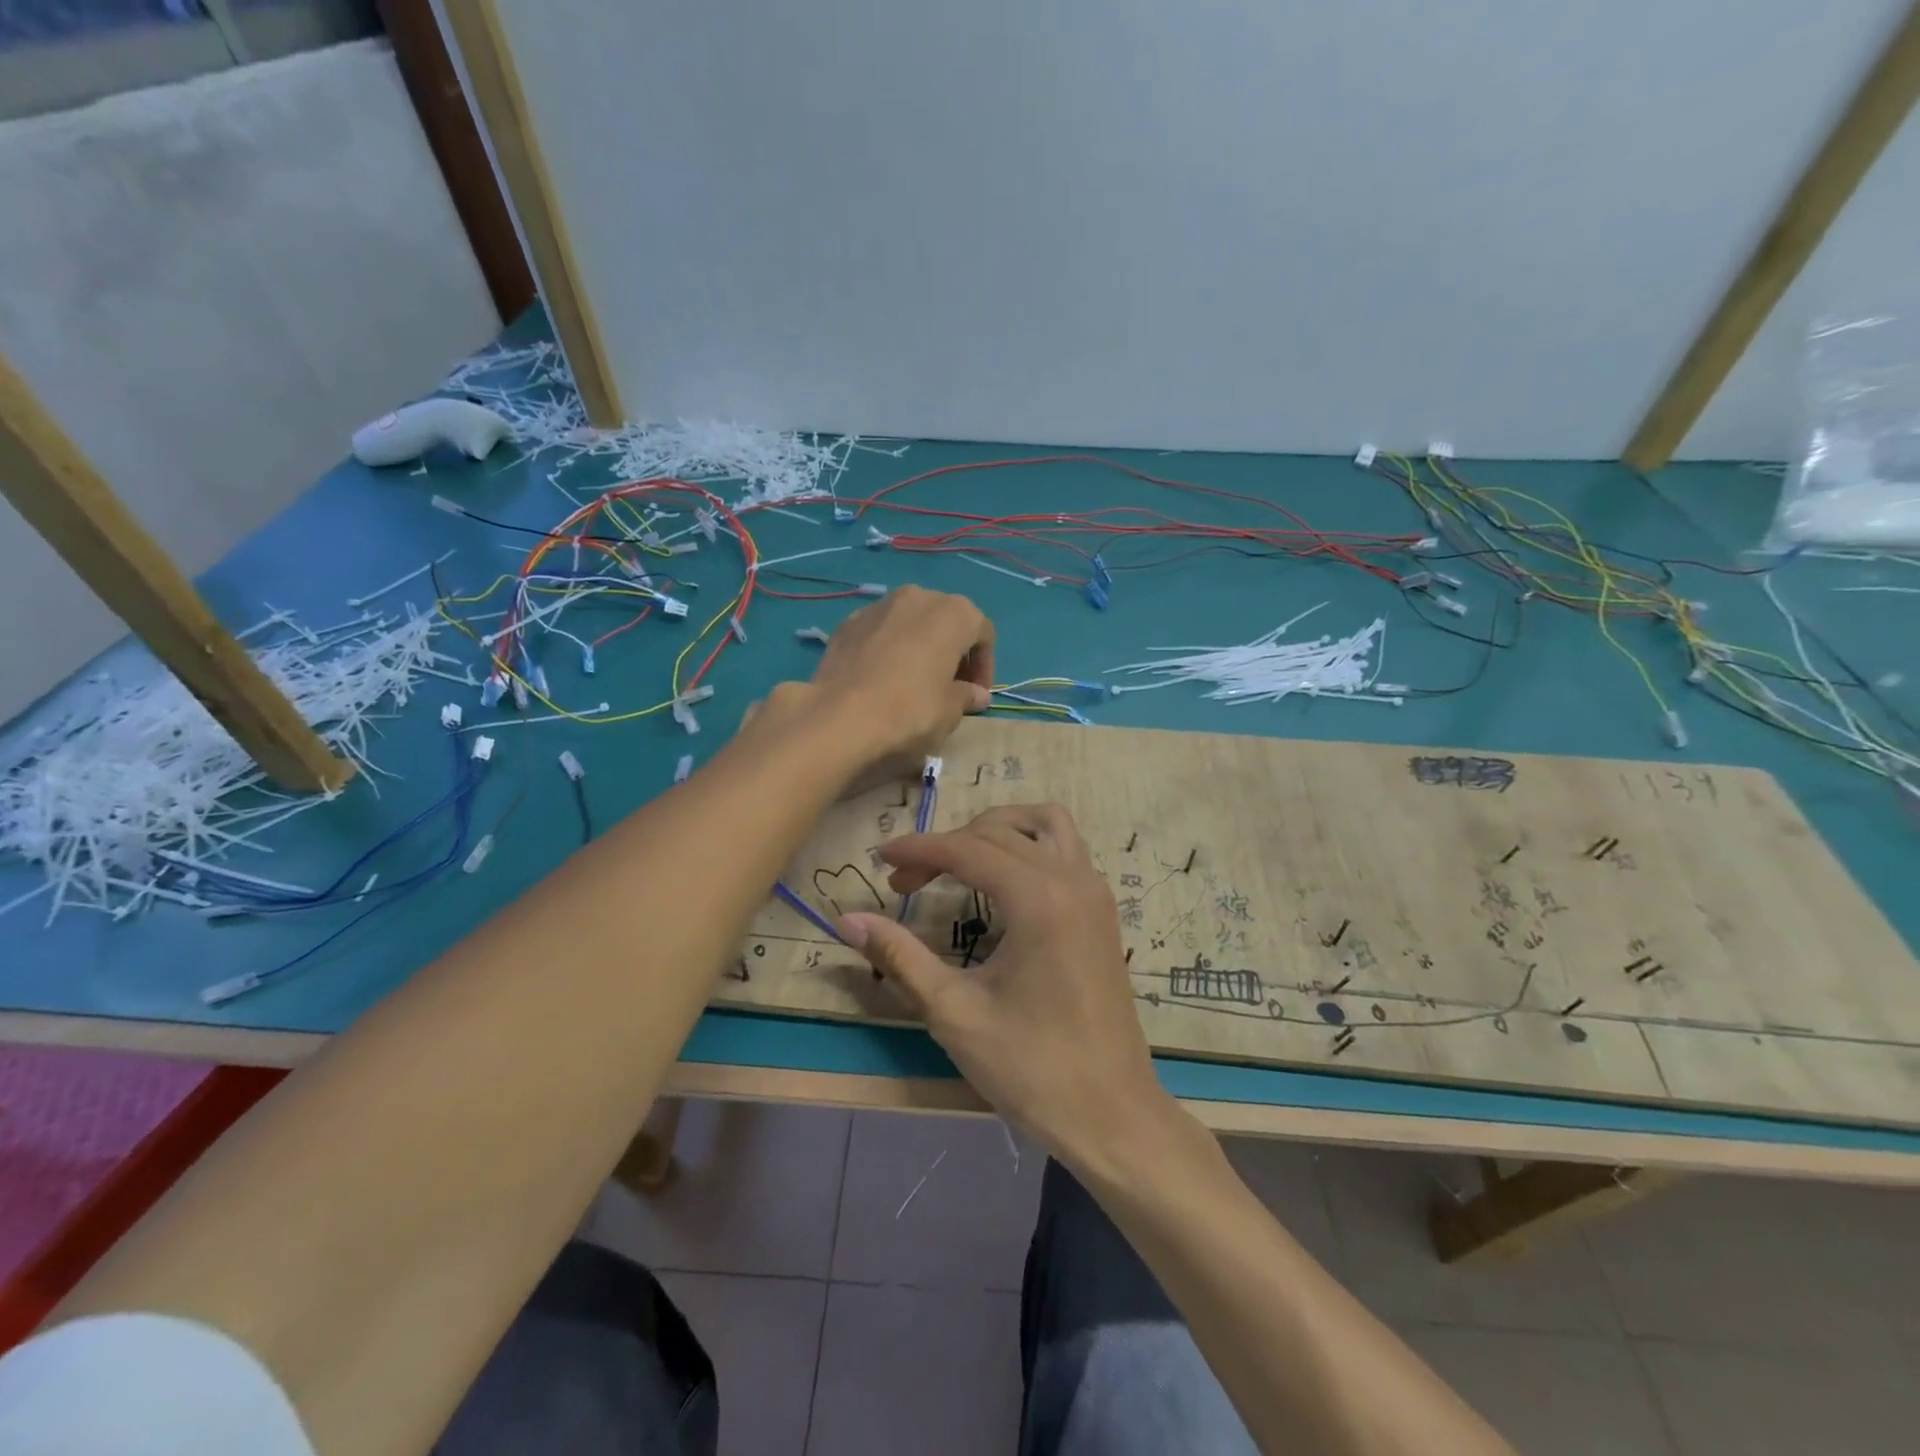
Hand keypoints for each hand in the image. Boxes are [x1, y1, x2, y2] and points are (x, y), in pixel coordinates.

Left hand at [808, 585, 994, 766]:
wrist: (840, 718)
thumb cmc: (911, 711)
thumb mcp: (950, 712)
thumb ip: (966, 696)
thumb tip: (976, 694)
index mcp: (954, 613)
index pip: (983, 633)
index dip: (984, 666)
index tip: (976, 695)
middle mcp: (918, 597)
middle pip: (945, 621)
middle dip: (952, 651)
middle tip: (948, 687)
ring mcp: (878, 606)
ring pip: (910, 623)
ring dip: (919, 646)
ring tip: (913, 682)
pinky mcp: (847, 623)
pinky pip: (879, 633)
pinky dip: (887, 649)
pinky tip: (880, 680)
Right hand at [838, 804, 1174, 1171]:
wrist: (1111, 1115)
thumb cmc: (1031, 1068)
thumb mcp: (954, 1013)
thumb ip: (900, 957)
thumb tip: (848, 919)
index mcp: (1038, 899)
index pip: (967, 849)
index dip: (919, 849)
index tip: (880, 858)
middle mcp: (1072, 879)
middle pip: (1000, 833)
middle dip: (947, 845)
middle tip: (905, 882)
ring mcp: (1095, 892)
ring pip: (1044, 824)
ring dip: (997, 830)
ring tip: (957, 859)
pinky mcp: (1103, 911)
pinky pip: (1066, 849)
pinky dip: (1029, 845)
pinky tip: (1002, 882)